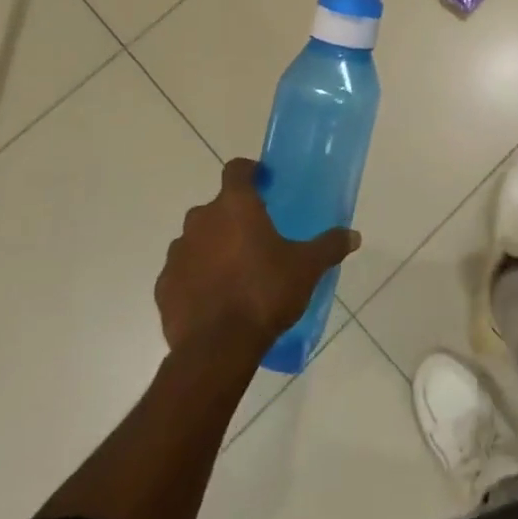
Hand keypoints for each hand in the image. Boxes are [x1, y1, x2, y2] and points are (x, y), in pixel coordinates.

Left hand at [156, 159, 359, 355]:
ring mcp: (177, 253)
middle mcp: (201, 221)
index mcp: (235, 206)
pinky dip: (196, 277)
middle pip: (217, 207)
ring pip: (197, 239)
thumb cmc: (265, 293)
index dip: (250, 172)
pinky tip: (214, 298)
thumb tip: (354, 236)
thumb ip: (329, 246)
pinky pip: (182, 272)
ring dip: (213, 247)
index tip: (264, 184)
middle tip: (257, 237)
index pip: (236, 170)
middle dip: (234, 217)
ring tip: (236, 271)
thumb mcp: (307, 268)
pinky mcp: (163, 287)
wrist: (217, 349)